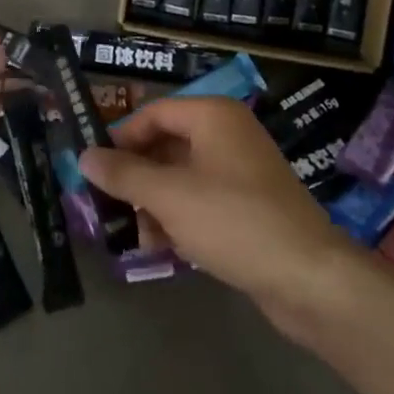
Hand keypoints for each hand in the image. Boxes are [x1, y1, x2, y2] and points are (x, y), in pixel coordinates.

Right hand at [79, 95, 351, 320]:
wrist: (310, 279)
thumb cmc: (233, 221)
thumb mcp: (169, 195)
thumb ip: (123, 173)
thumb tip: (83, 155)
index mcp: (212, 116)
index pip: (153, 113)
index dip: (120, 138)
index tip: (93, 168)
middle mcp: (227, 135)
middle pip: (166, 145)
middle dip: (136, 177)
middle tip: (106, 204)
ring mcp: (241, 172)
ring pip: (181, 177)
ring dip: (154, 203)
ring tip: (133, 235)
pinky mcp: (249, 207)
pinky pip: (202, 202)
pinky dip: (179, 218)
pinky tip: (161, 247)